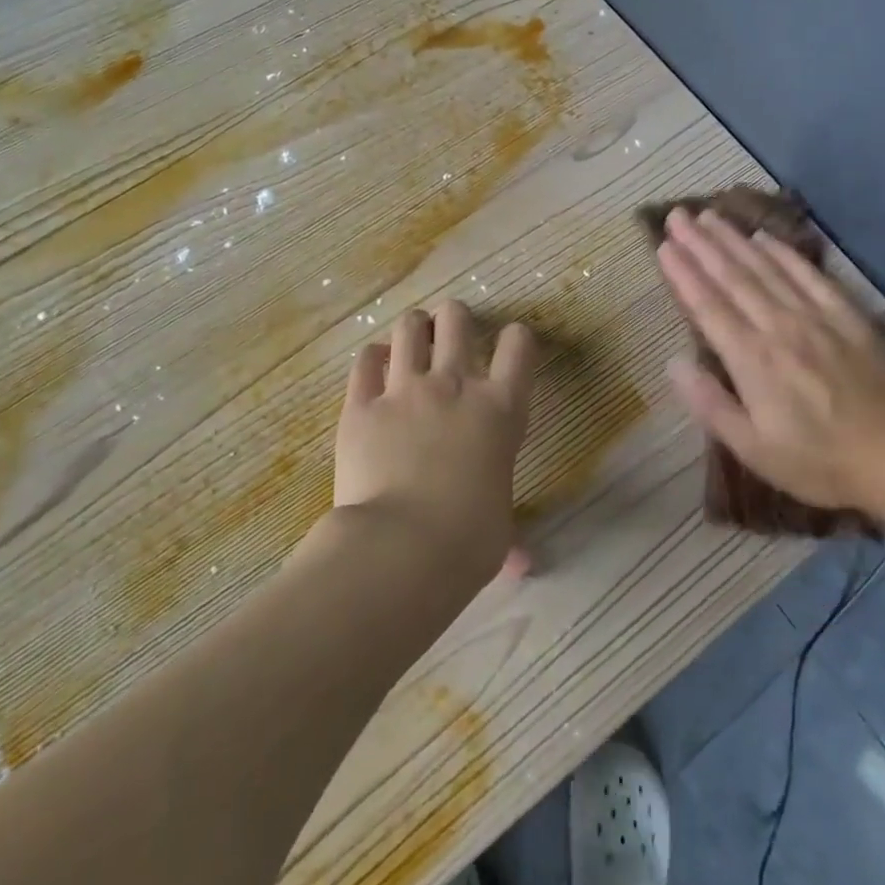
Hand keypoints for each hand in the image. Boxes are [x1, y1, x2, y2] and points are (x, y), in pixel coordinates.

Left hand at [334, 300, 537, 586]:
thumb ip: (511, 534)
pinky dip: (373, 358)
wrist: (401, 549)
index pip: (519, 345)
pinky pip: (365, 360)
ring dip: (413, 329)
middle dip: (455, 320)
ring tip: (411, 342)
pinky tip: (375, 368)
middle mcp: (455, 386)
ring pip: (409, 327)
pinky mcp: (361, 405)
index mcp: (500, 410)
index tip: (509, 347)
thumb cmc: (467, 543)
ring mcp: (405, 391)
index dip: (516, 338)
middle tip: (450, 336)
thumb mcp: (499, 530)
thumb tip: (524, 565)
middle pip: (457, 319)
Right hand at [655, 207, 884, 522]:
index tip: (663, 246)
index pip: (708, 306)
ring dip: (734, 240)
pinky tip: (765, 237)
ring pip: (766, 268)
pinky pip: (809, 275)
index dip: (683, 274)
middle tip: (677, 216)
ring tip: (709, 216)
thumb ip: (711, 404)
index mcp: (752, 360)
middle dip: (701, 244)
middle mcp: (779, 327)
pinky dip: (784, 253)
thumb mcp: (755, 449)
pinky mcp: (847, 316)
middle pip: (733, 277)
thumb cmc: (820, 461)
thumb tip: (674, 364)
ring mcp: (815, 317)